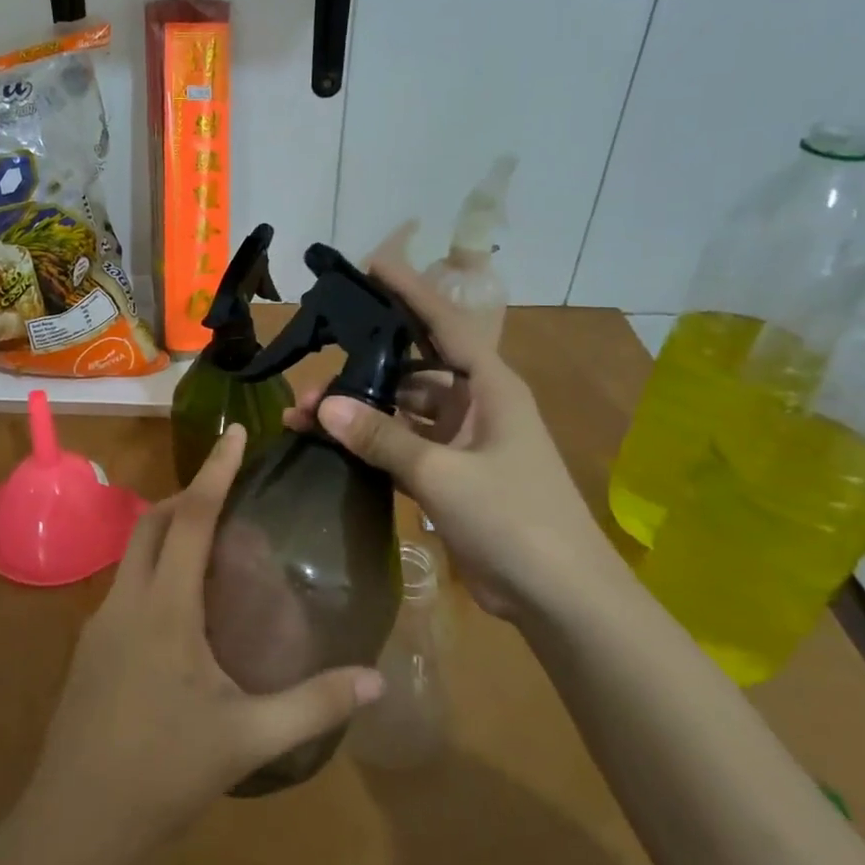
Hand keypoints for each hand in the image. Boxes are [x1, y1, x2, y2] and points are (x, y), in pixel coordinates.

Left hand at [26, 426, 382, 864]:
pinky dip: (154, 569)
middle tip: (227, 491)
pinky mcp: (89, 648)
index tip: (234, 433)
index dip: (214, 471)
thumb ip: (314, 705)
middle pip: (152, 522)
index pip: (191, 518)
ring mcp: (100, 623)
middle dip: (187, 494)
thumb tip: (377, 681)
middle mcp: (127, 601)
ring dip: (167, 531)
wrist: (74, 821)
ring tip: (210, 545)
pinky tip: (180, 609)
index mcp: (165, 608)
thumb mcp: (248, 739)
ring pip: (132, 552)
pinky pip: (125, 585)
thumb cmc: (162, 772)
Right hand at [287, 237, 625, 621]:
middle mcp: (475, 404)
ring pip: (400, 411)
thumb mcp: (444, 474)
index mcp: (489, 387)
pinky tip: (330, 445)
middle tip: (310, 367)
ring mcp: (462, 441)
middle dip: (361, 367)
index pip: (443, 323)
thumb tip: (322, 404)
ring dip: (358, 412)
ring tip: (303, 416)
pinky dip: (369, 444)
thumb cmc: (515, 520)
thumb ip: (382, 438)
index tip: (370, 266)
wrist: (561, 598)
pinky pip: (401, 446)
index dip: (408, 291)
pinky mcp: (450, 475)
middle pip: (410, 369)